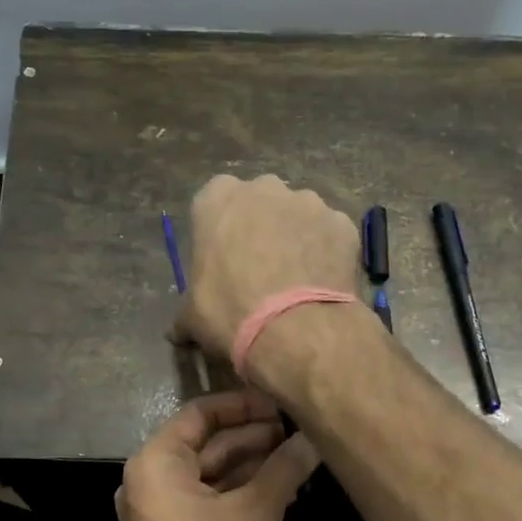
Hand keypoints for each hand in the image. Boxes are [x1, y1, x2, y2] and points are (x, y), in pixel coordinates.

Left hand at [116, 389, 318, 520]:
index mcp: (155, 464)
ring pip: (210, 476)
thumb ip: (284, 468)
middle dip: (253, 437)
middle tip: (299, 432)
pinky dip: (240, 493)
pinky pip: (208, 502)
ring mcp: (159, 515)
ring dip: (251, 465)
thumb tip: (313, 438)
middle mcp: (149, 483)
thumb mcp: (256, 512)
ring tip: (297, 456)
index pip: (200, 414)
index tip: (281, 405)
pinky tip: (279, 489)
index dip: (242, 405)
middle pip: (206, 444)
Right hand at [173, 175, 361, 359]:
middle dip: (261, 228)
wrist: (295, 329)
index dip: (221, 233)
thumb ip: (185, 313)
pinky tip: (323, 284)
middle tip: (261, 270)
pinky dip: (326, 253)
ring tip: (297, 281)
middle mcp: (265, 188)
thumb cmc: (230, 312)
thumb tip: (178, 332)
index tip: (224, 261)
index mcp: (218, 198)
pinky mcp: (343, 224)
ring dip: (296, 238)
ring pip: (299, 216)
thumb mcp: (192, 316)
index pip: (214, 203)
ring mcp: (309, 202)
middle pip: (260, 203)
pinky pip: (330, 235)